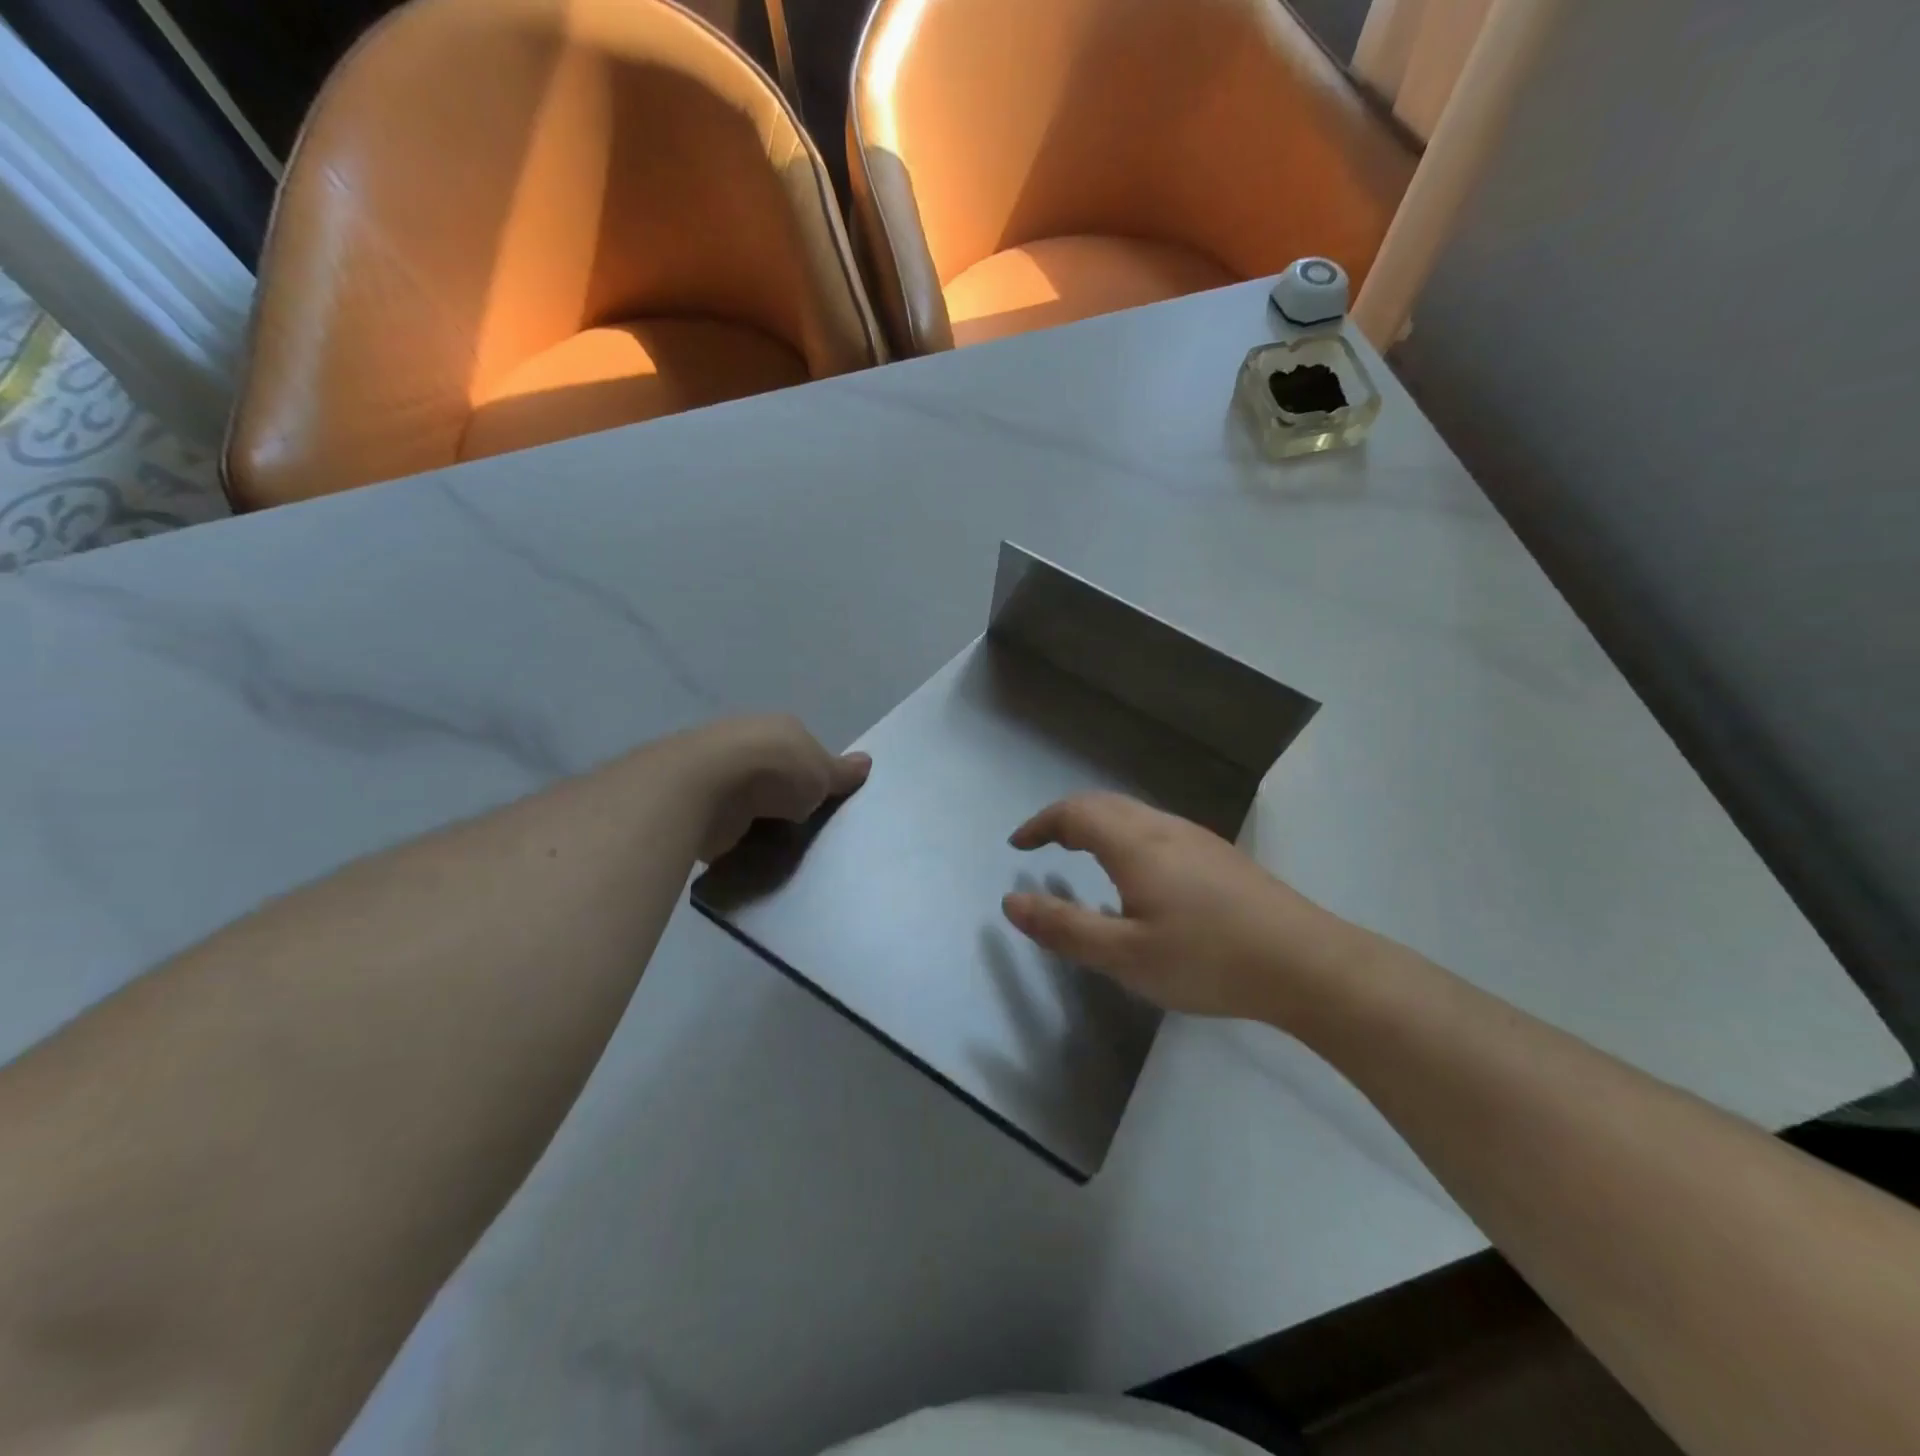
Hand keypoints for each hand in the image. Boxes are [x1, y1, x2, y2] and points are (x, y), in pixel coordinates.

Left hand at [671, 714, 870, 861]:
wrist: (707, 788)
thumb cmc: (775, 771)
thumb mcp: (822, 772)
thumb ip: (841, 773)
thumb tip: (867, 762)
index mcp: (780, 729)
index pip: (803, 751)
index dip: (815, 776)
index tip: (823, 803)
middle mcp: (746, 742)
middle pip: (774, 775)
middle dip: (785, 799)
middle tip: (805, 830)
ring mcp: (718, 771)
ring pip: (749, 799)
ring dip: (759, 819)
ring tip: (779, 848)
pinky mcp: (697, 802)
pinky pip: (726, 822)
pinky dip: (736, 835)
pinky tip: (748, 853)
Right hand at [1003, 793, 1367, 1022]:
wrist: (1307, 964)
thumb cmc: (1207, 959)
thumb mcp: (1124, 955)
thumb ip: (1064, 928)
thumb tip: (1011, 902)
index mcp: (1135, 843)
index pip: (1074, 813)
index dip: (1040, 824)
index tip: (1018, 846)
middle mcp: (1164, 827)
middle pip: (1103, 804)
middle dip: (1065, 819)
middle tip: (1043, 846)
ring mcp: (1197, 838)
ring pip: (1133, 813)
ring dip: (1097, 824)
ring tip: (1081, 855)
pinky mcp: (1219, 856)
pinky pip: (1156, 829)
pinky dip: (1124, 835)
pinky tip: (1137, 875)